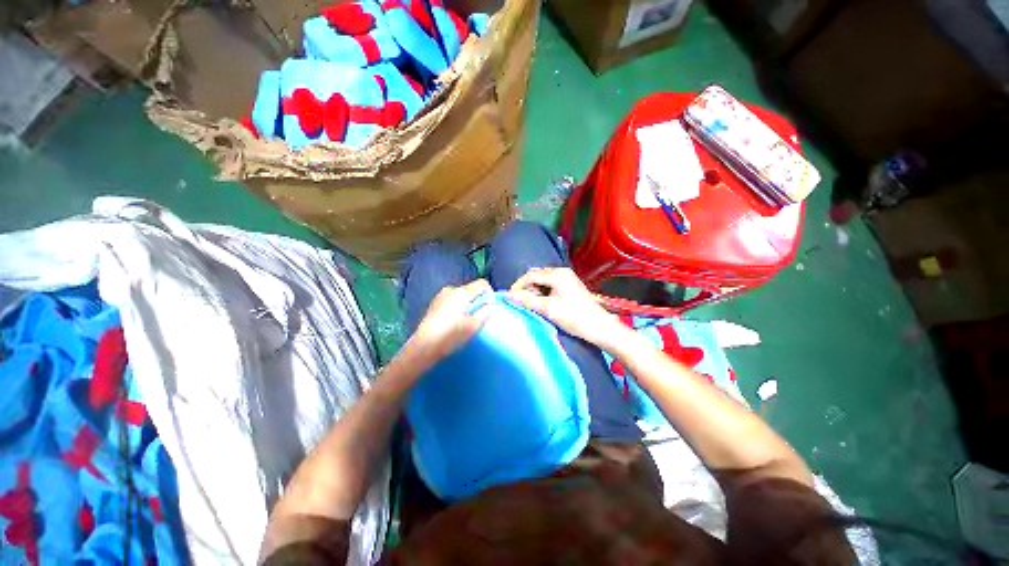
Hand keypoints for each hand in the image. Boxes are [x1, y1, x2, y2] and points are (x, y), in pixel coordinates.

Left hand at [409, 279, 492, 362]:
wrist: (423, 347)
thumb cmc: (450, 336)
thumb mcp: (473, 327)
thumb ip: (485, 313)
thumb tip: (490, 305)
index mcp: (462, 293)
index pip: (482, 284)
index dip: (490, 293)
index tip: (490, 307)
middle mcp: (451, 289)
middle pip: (471, 289)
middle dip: (478, 300)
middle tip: (480, 316)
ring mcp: (441, 296)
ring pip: (461, 295)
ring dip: (468, 304)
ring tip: (467, 321)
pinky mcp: (434, 304)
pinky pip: (452, 300)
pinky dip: (457, 307)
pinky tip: (454, 322)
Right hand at [508, 268, 626, 349]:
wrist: (600, 327)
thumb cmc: (574, 317)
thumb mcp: (548, 309)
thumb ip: (527, 300)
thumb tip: (509, 295)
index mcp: (557, 274)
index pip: (531, 275)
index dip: (518, 285)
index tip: (510, 297)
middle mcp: (562, 272)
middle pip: (537, 276)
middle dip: (527, 288)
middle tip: (522, 302)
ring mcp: (567, 278)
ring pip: (543, 281)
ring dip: (535, 291)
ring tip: (532, 305)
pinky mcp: (570, 286)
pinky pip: (551, 285)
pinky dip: (543, 293)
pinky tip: (543, 304)